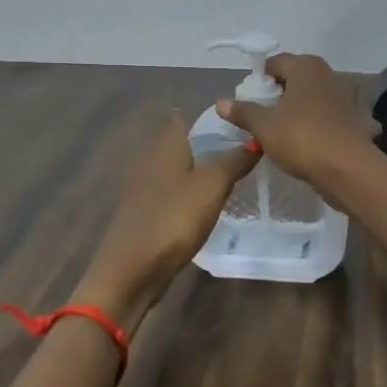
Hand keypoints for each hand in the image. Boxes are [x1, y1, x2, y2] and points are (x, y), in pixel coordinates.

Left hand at [73, 111, 257, 326]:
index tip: (241, 120)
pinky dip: (193, 193)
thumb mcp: (212, 186)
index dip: (211, 115)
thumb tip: (256, 139)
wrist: (130, 271)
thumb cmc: (173, 219)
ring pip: (180, 168)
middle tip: (247, 148)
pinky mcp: (148, 213)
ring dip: (203, 169)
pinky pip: (176, 192)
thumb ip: (234, 160)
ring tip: (236, 175)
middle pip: (183, 142)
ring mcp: (147, 188)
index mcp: (165, 145)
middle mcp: (152, 160)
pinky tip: (211, 204)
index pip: (185, 116)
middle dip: (211, 142)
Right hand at [216, 53, 378, 204]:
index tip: (248, 102)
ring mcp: (345, 98)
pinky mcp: (355, 121)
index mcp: (305, 67)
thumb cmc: (301, 138)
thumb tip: (221, 102)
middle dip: (278, 96)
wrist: (348, 169)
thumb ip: (243, 112)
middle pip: (295, 80)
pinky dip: (319, 127)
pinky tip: (310, 144)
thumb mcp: (264, 126)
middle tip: (261, 119)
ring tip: (282, 134)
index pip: (275, 63)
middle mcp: (328, 75)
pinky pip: (328, 120)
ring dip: (298, 112)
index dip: (259, 80)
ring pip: (312, 100)